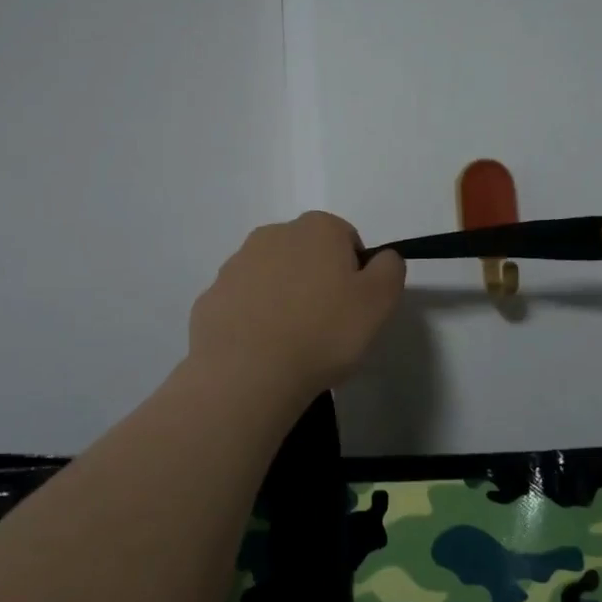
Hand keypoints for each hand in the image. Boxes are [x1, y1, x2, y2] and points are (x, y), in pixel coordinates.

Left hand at [188, 212, 406, 399]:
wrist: (247, 373)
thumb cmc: (323, 332)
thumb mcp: (379, 302)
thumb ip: (390, 269)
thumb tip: (383, 258)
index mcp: (317, 228)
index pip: (346, 239)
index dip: (355, 272)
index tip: (354, 306)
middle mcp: (273, 234)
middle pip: (307, 254)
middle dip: (317, 280)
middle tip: (327, 325)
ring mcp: (236, 265)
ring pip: (272, 276)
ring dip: (284, 298)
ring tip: (293, 342)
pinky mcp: (211, 297)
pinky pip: (243, 303)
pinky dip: (254, 319)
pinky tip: (263, 350)